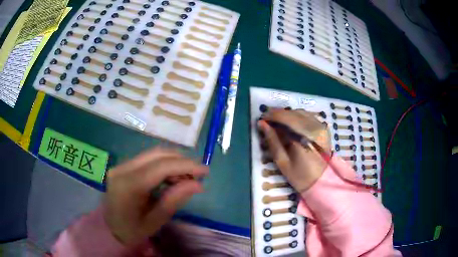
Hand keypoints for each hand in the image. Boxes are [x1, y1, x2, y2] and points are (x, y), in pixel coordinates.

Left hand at [103, 147, 208, 245]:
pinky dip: (163, 165)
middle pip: (157, 154)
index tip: (205, 170)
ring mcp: (121, 166)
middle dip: (181, 161)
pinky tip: (171, 177)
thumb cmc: (132, 230)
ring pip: (152, 154)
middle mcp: (122, 169)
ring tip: (186, 178)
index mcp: (129, 186)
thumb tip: (198, 184)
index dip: (185, 166)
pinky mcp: (122, 167)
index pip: (161, 167)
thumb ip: (175, 199)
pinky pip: (146, 160)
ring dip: (173, 162)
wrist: (110, 229)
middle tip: (197, 173)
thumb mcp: (155, 220)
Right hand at [258, 108, 330, 191]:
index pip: (284, 117)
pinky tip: (292, 124)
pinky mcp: (323, 129)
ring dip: (288, 114)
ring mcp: (320, 127)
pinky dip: (298, 116)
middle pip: (292, 112)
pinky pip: (308, 116)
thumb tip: (262, 124)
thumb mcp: (282, 161)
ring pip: (301, 112)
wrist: (321, 182)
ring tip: (279, 122)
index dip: (271, 115)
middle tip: (269, 121)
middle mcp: (313, 128)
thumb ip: (272, 141)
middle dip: (278, 113)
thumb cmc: (299, 176)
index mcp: (302, 137)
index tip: (262, 119)